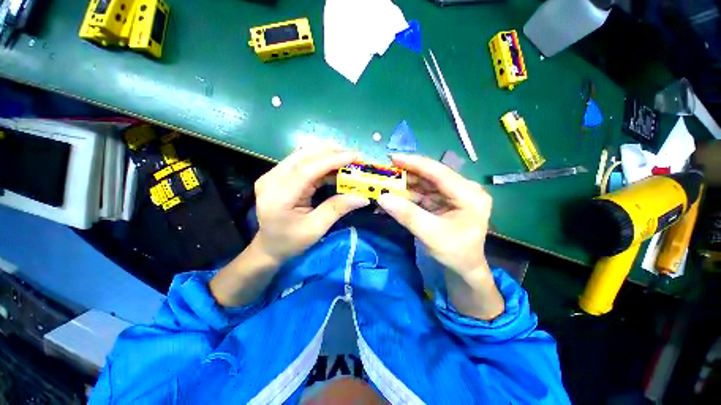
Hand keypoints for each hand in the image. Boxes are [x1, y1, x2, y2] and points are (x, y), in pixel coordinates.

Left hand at [252, 146, 369, 263]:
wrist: (269, 246)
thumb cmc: (291, 242)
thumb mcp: (316, 228)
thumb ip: (337, 209)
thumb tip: (362, 197)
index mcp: (278, 196)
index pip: (307, 169)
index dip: (332, 160)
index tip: (354, 156)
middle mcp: (271, 179)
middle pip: (303, 156)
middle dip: (331, 152)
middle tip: (353, 156)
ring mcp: (272, 175)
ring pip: (302, 155)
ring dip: (326, 154)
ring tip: (346, 159)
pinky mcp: (277, 175)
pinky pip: (301, 161)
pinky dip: (319, 161)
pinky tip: (333, 166)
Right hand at [378, 154, 502, 319]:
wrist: (464, 268)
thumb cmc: (454, 253)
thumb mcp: (430, 235)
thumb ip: (407, 214)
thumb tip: (382, 197)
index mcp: (470, 195)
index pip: (439, 173)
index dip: (415, 163)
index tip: (393, 158)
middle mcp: (464, 189)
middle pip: (431, 176)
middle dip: (407, 173)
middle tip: (385, 171)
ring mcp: (454, 194)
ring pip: (426, 183)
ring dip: (406, 184)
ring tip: (386, 182)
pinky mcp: (445, 200)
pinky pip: (424, 193)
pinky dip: (409, 194)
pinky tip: (395, 194)